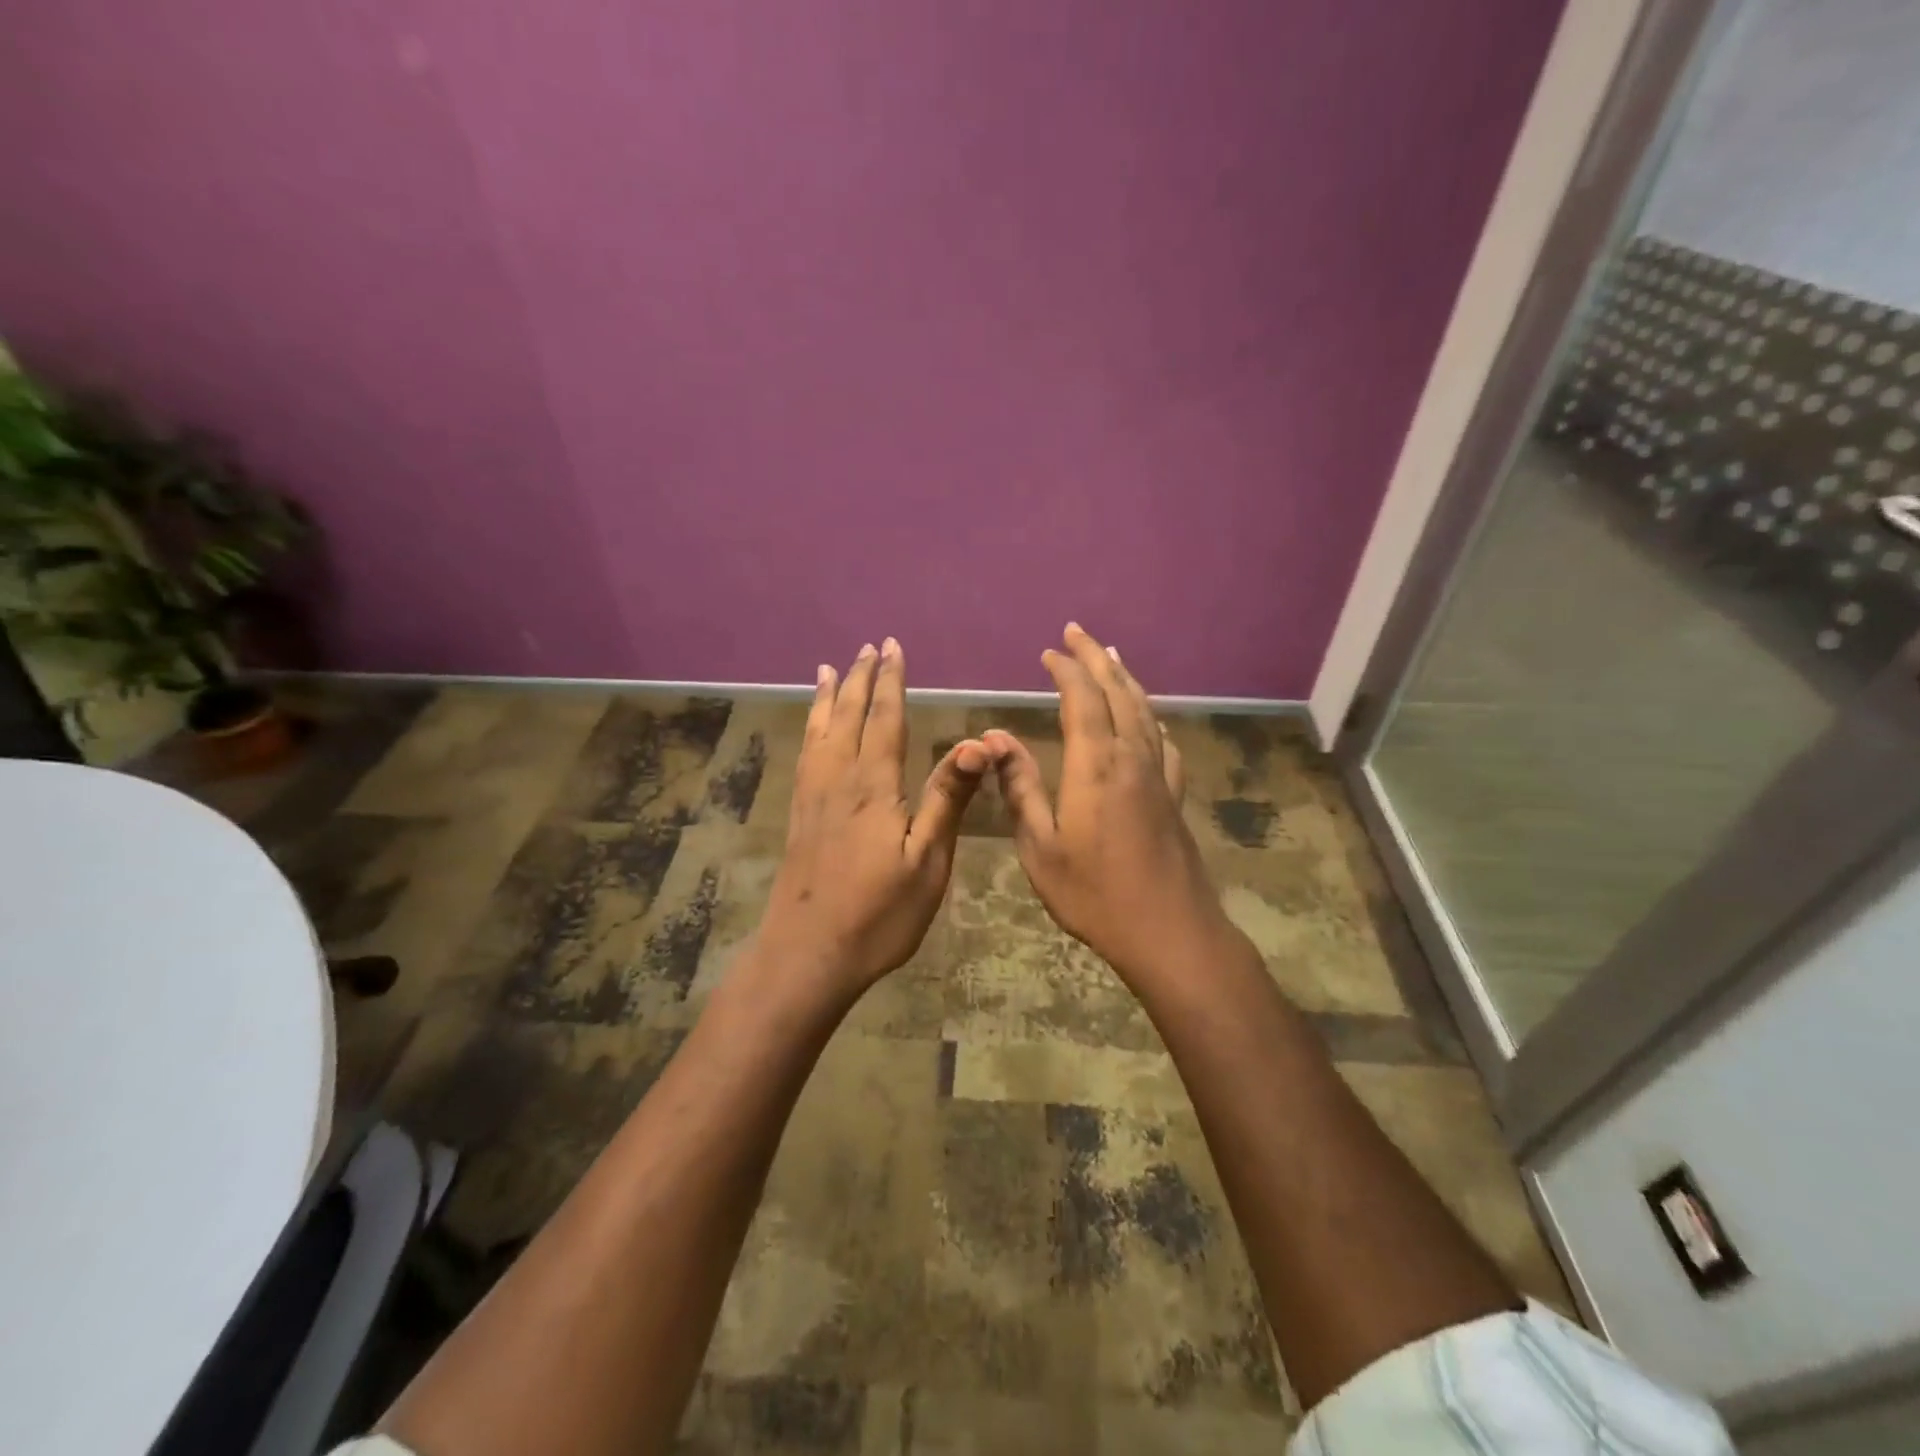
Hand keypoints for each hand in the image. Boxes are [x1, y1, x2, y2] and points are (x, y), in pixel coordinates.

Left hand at [757, 637, 989, 999]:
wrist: (808, 954)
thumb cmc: (878, 914)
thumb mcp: (928, 861)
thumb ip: (946, 798)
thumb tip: (975, 741)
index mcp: (873, 786)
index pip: (884, 719)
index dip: (890, 682)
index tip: (892, 647)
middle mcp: (838, 780)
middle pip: (848, 717)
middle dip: (859, 679)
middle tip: (867, 647)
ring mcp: (813, 797)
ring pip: (820, 732)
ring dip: (828, 697)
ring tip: (828, 669)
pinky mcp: (799, 816)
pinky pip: (805, 755)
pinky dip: (809, 729)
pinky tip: (811, 730)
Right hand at [985, 624, 1241, 987]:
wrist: (1169, 932)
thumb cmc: (1094, 893)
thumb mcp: (1040, 845)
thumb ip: (1019, 786)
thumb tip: (994, 737)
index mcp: (1095, 765)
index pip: (1082, 699)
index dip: (1066, 670)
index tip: (1049, 652)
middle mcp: (1131, 757)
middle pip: (1118, 693)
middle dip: (1096, 659)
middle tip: (1078, 632)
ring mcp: (1159, 776)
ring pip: (1144, 712)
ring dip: (1126, 680)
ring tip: (1112, 658)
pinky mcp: (1174, 797)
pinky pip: (1164, 743)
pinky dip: (1152, 721)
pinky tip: (1150, 723)